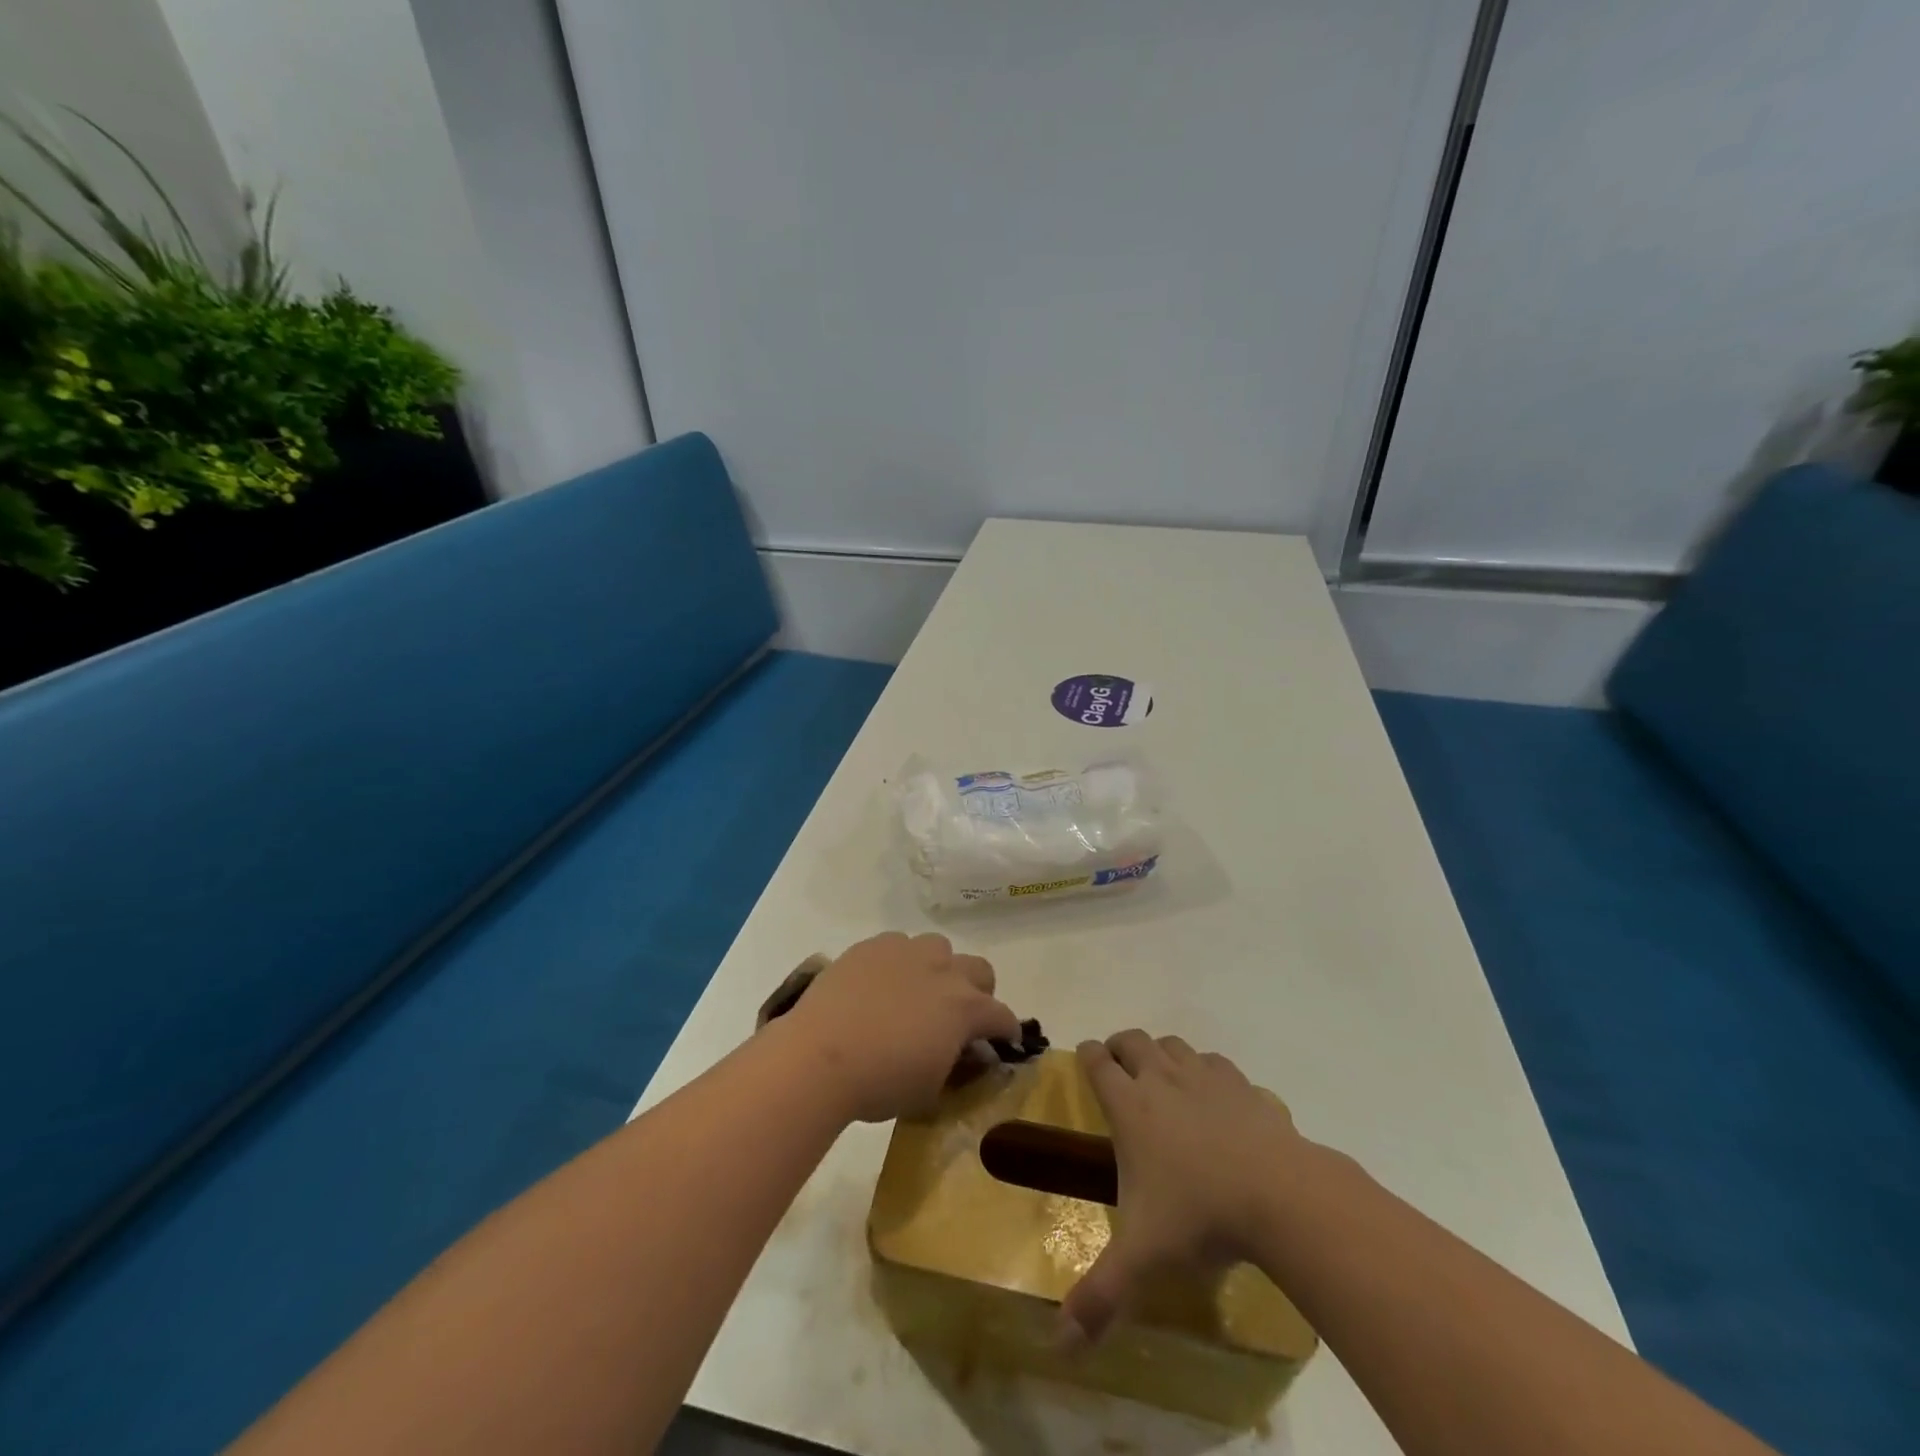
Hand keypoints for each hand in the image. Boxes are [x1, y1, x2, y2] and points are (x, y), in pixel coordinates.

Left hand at [778, 932, 1018, 1123]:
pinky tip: (880, 985)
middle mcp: (943, 970)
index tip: (1001, 1043)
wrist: (820, 1055)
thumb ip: (953, 1064)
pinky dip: (899, 962)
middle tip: (958, 1017)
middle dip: (978, 991)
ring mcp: (907, 951)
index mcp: (965, 1008)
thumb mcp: (930, 1088)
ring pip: (939, 948)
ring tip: (917, 994)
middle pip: (979, 969)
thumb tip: (960, 1053)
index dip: (1006, 1032)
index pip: (1002, 1016)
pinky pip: (898, 944)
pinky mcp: (872, 945)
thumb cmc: (880, 1083)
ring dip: (938, 970)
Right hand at [1061, 1032, 1309, 1344]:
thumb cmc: (1200, 1218)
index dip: (1088, 1055)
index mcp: (1129, 1107)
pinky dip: (1204, 1068)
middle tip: (1119, 1066)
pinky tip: (1211, 1094)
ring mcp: (1204, 1077)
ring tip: (1162, 1076)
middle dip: (1120, 1047)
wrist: (1280, 1196)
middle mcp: (1161, 1079)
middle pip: (1133, 1041)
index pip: (1097, 1062)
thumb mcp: (1143, 1259)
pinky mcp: (1241, 1084)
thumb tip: (1059, 1346)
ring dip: (1161, 1053)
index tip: (1086, 1056)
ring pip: (1173, 1044)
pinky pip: (1213, 1061)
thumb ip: (1100, 1296)